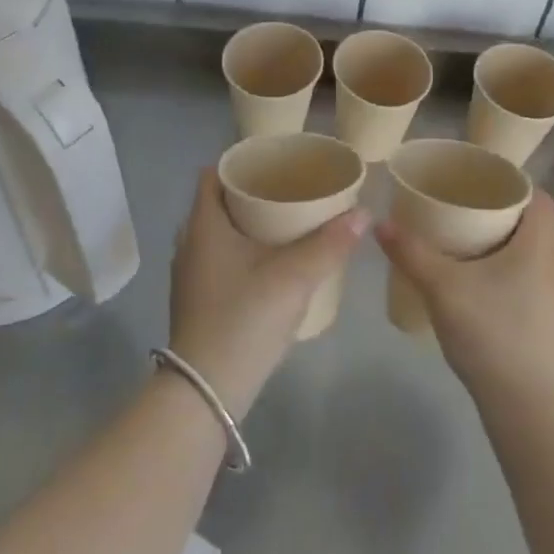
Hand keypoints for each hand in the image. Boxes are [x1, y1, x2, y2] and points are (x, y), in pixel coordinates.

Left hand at [168, 169, 368, 416]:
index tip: (275, 163)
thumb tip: (363, 213)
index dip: (242, 163)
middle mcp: (189, 242)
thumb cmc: (244, 319)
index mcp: (203, 225)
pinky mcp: (198, 299)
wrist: (206, 390)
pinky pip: (220, 257)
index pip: (213, 174)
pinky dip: (244, 249)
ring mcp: (190, 274)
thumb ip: (331, 244)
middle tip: (291, 189)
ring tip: (288, 221)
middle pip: (219, 202)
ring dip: (249, 223)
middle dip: (253, 193)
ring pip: (220, 232)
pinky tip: (273, 261)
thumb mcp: (294, 277)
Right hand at [375, 192, 553, 404]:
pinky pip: (548, 281)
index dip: (517, 186)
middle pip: (547, 223)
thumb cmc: (490, 332)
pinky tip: (500, 286)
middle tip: (479, 213)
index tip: (485, 186)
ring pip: (551, 254)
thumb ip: (411, 252)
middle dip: (517, 213)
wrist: (526, 403)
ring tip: (491, 247)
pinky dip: (530, 272)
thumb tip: (380, 223)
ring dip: (528, 244)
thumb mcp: (441, 287)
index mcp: (539, 245)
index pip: (541, 198)